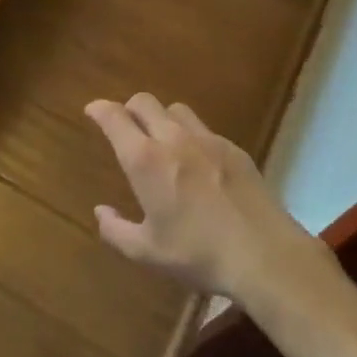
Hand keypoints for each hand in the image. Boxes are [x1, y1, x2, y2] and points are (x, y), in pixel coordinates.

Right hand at [85, 94, 322, 301]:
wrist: (264, 254)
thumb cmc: (198, 254)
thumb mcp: (147, 252)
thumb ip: (116, 230)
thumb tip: (101, 211)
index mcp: (145, 160)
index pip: (115, 117)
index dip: (99, 109)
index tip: (92, 111)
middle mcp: (173, 139)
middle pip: (145, 101)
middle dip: (129, 108)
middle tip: (124, 126)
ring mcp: (208, 140)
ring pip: (176, 109)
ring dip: (161, 117)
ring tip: (161, 140)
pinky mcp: (235, 149)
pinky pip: (204, 130)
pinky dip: (191, 136)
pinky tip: (197, 162)